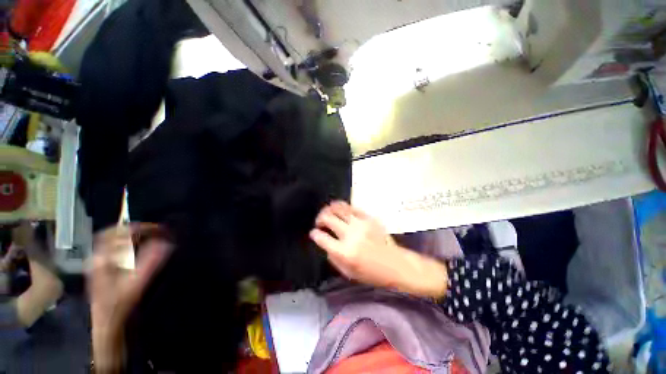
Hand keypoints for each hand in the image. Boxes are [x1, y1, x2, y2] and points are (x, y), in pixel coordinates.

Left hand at [88, 224, 171, 372]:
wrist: (106, 324)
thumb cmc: (118, 305)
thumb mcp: (135, 285)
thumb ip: (149, 263)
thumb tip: (166, 243)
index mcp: (101, 259)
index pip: (115, 233)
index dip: (136, 227)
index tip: (156, 228)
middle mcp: (97, 258)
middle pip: (112, 235)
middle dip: (133, 229)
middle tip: (153, 230)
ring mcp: (99, 264)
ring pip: (112, 242)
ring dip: (130, 236)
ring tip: (148, 236)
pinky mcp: (103, 270)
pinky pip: (114, 250)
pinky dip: (127, 245)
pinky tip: (138, 249)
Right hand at [310, 201, 447, 296]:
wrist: (396, 265)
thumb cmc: (372, 273)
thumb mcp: (348, 272)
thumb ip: (333, 257)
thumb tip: (325, 243)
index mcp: (345, 252)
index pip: (322, 238)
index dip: (315, 234)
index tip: (314, 233)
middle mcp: (351, 235)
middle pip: (328, 219)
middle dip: (320, 219)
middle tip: (319, 222)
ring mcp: (361, 224)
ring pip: (339, 209)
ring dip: (329, 209)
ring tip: (327, 212)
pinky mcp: (369, 218)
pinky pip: (352, 207)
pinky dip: (343, 207)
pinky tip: (340, 210)